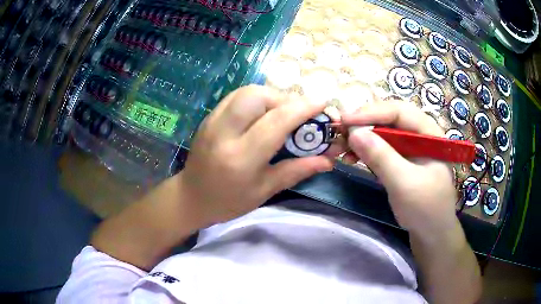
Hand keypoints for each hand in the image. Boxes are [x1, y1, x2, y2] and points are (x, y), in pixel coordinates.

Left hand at [178, 85, 335, 225]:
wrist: (191, 197)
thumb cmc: (228, 201)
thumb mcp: (264, 191)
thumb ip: (297, 171)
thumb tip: (328, 160)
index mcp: (241, 157)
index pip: (276, 121)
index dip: (303, 108)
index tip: (323, 104)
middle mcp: (224, 133)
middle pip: (258, 96)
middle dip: (285, 98)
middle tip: (298, 113)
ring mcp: (212, 121)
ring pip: (246, 92)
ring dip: (270, 95)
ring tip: (282, 112)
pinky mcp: (208, 117)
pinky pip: (236, 97)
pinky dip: (256, 98)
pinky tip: (263, 113)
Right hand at [341, 101, 456, 236]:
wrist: (431, 233)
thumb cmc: (425, 208)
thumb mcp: (404, 183)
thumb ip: (381, 157)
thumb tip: (353, 132)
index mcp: (429, 133)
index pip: (399, 111)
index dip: (372, 112)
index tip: (345, 120)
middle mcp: (420, 135)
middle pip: (390, 119)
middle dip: (365, 123)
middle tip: (341, 131)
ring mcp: (411, 148)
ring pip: (384, 133)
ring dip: (363, 138)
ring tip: (344, 147)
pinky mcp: (403, 160)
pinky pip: (382, 148)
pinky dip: (367, 151)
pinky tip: (354, 158)